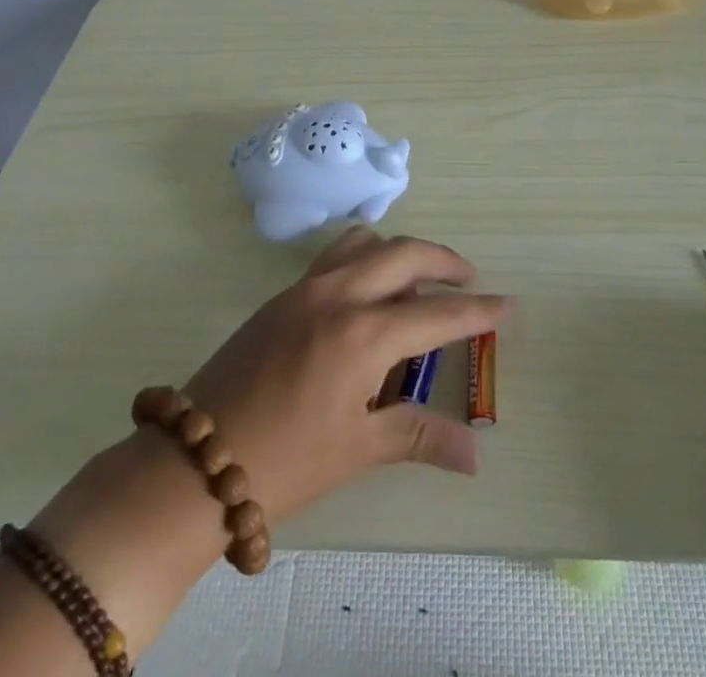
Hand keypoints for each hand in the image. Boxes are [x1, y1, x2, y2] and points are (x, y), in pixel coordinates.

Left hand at [182, 226, 508, 524]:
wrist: (196, 460)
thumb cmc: (285, 462)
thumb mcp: (358, 449)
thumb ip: (419, 436)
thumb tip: (474, 454)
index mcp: (364, 335)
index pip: (437, 314)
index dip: (478, 311)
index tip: (509, 304)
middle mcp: (339, 295)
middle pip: (405, 254)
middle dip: (444, 262)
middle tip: (468, 280)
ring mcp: (307, 287)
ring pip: (366, 242)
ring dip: (400, 251)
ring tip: (418, 278)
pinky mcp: (283, 293)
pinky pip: (335, 255)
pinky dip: (365, 257)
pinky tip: (368, 289)